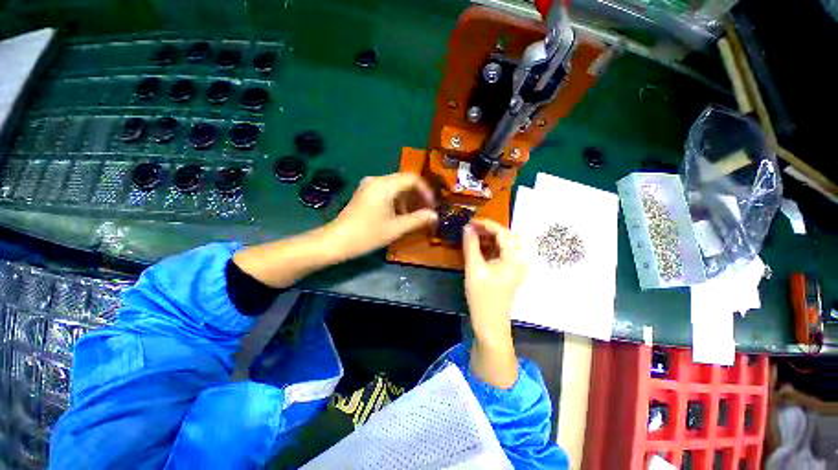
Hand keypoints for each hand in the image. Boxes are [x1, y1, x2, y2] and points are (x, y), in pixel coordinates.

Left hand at [326, 173, 437, 260]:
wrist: (336, 241)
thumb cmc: (367, 234)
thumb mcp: (396, 228)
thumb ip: (418, 219)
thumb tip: (435, 215)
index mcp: (385, 185)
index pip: (412, 179)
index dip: (426, 191)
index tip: (432, 207)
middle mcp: (376, 180)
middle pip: (404, 182)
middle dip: (418, 196)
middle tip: (426, 212)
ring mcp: (369, 186)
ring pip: (396, 188)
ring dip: (408, 200)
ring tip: (414, 216)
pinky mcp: (365, 194)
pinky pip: (386, 192)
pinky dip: (397, 202)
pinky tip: (399, 216)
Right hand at [462, 219, 527, 388]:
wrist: (490, 323)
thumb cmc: (482, 297)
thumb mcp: (474, 268)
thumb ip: (471, 245)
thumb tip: (467, 228)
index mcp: (514, 258)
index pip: (502, 232)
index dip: (486, 224)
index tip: (470, 221)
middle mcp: (521, 260)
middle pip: (510, 235)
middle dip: (492, 229)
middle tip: (475, 229)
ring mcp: (518, 267)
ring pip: (508, 243)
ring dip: (493, 237)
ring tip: (475, 236)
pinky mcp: (512, 272)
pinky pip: (506, 252)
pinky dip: (494, 246)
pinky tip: (481, 248)